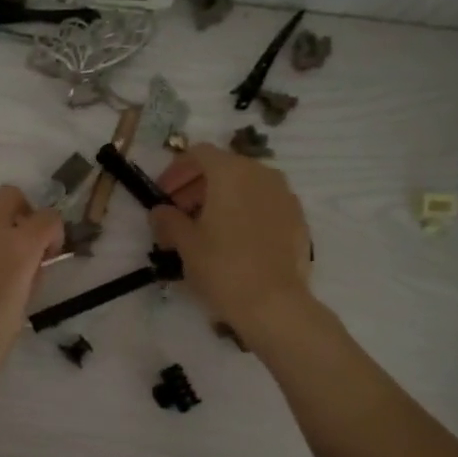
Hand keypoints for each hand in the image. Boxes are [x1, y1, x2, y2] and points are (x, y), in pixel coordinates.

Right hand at [150, 143, 315, 349]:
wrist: (274, 303)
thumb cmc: (223, 267)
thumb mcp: (185, 243)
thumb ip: (168, 220)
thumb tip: (159, 211)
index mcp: (230, 172)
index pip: (198, 154)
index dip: (176, 171)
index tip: (163, 195)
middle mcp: (261, 174)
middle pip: (223, 167)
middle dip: (197, 186)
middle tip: (179, 214)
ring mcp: (284, 195)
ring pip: (246, 185)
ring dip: (221, 198)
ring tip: (205, 229)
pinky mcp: (298, 218)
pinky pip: (264, 203)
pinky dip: (244, 211)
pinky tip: (233, 240)